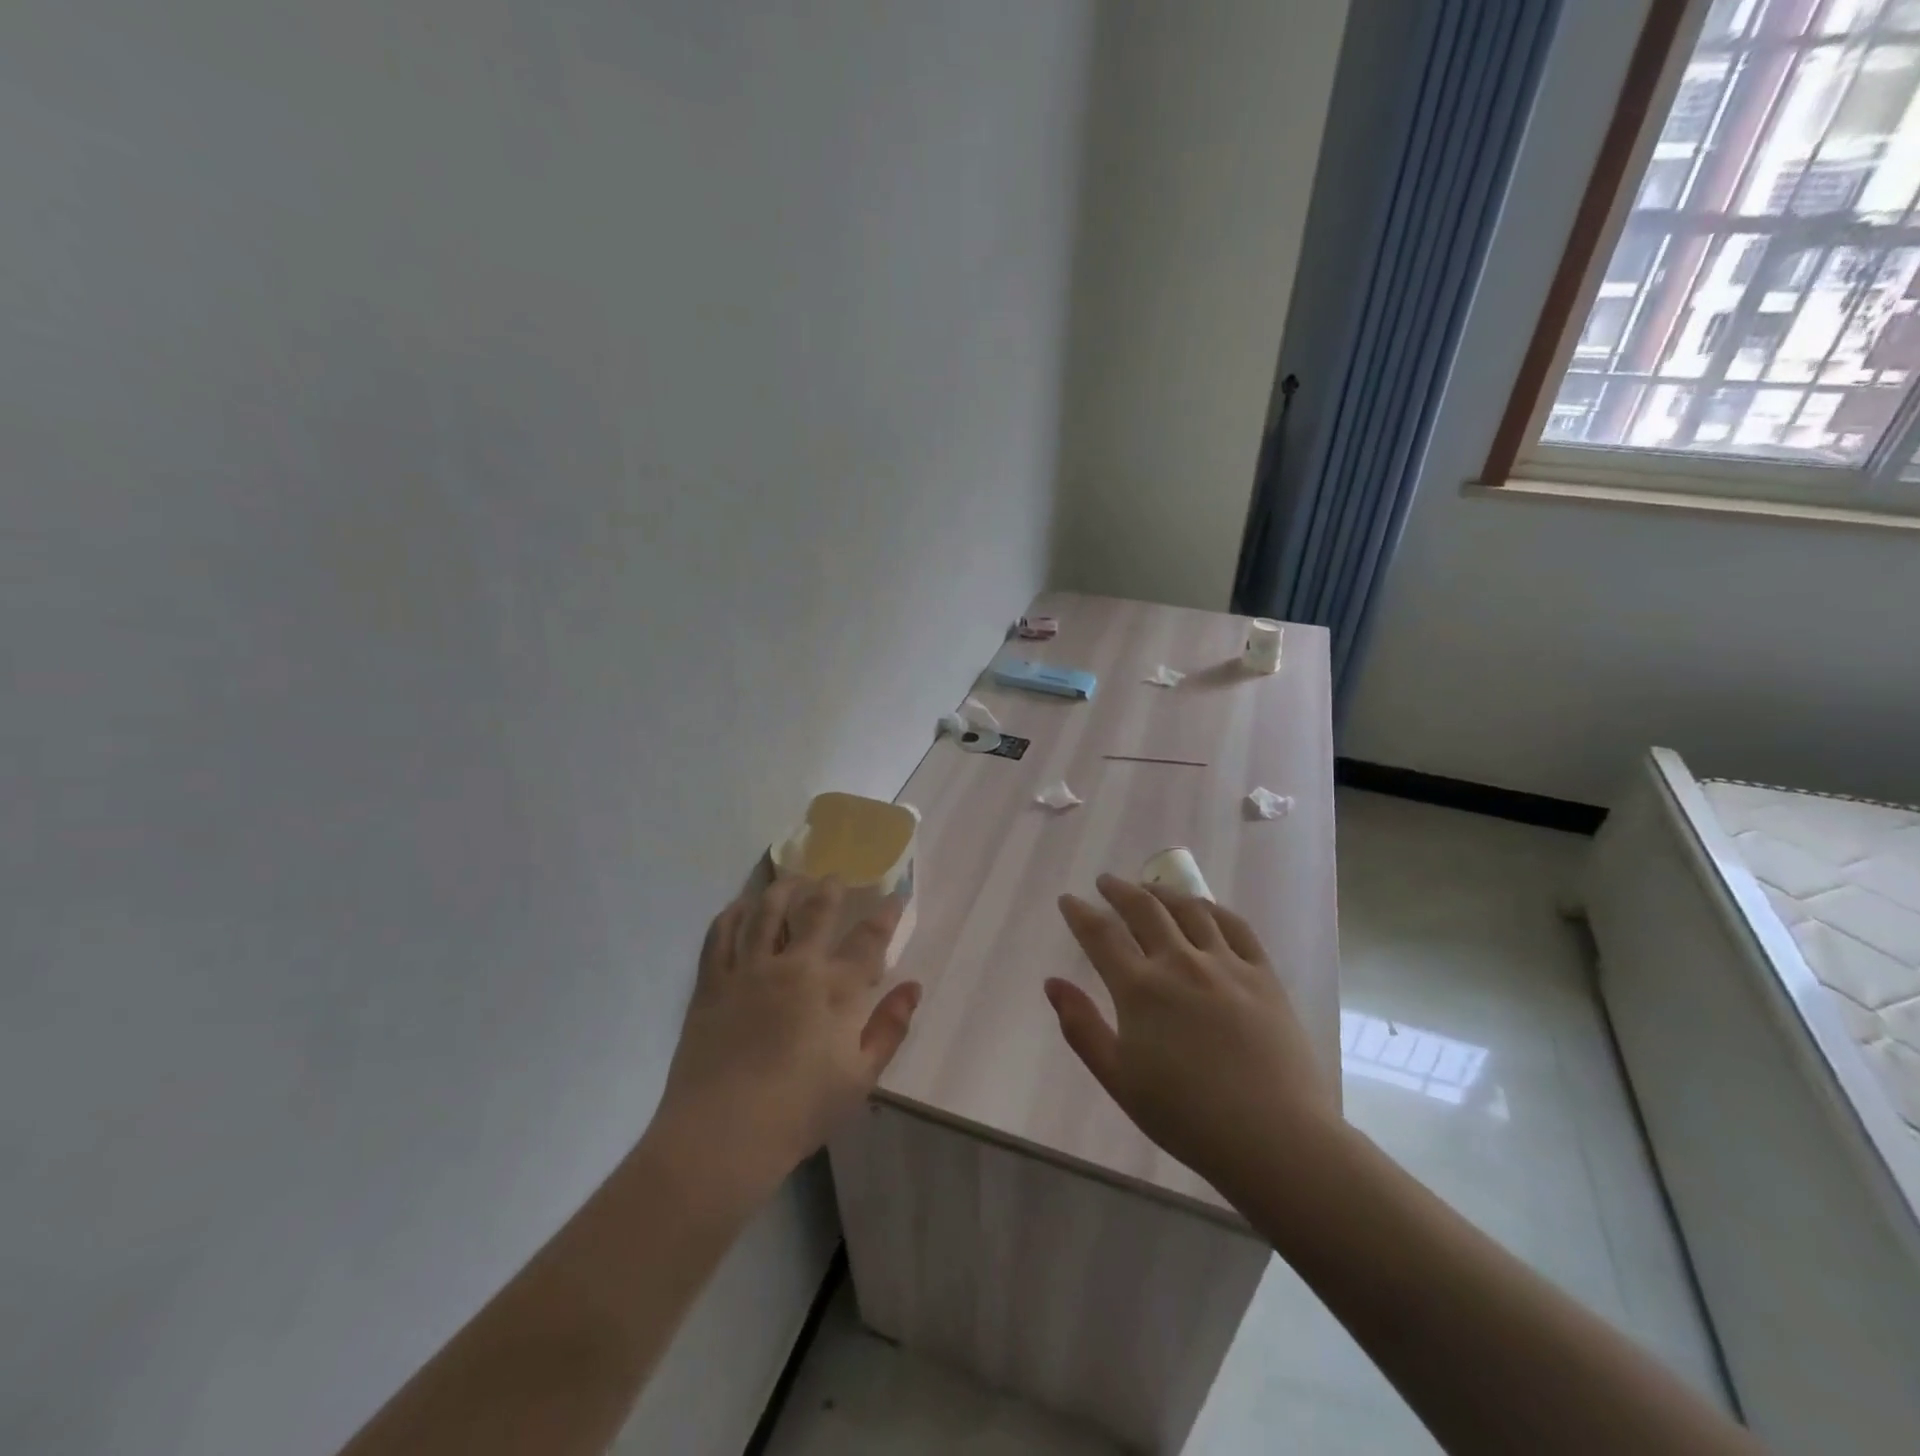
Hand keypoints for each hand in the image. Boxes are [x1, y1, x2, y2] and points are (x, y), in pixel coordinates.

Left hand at [651, 877, 920, 1201]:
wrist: (722, 1136)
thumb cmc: (799, 1111)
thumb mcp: (860, 1078)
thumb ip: (890, 1028)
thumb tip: (913, 987)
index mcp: (833, 990)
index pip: (868, 939)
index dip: (885, 914)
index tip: (895, 896)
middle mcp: (793, 966)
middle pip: (815, 910)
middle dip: (830, 887)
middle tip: (835, 877)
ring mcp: (748, 970)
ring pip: (766, 911)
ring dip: (783, 889)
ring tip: (792, 879)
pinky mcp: (712, 983)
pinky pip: (720, 934)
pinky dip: (732, 913)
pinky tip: (740, 906)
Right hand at [1047, 874, 1338, 1202]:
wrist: (1274, 1138)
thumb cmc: (1186, 1117)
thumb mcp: (1118, 1079)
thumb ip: (1081, 1028)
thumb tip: (1053, 983)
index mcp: (1140, 989)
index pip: (1101, 934)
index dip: (1080, 913)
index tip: (1068, 900)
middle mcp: (1180, 963)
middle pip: (1143, 909)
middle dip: (1118, 890)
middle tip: (1105, 882)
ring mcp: (1225, 964)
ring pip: (1189, 909)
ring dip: (1162, 893)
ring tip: (1150, 889)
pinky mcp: (1262, 974)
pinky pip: (1235, 926)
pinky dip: (1212, 909)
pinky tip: (1204, 909)